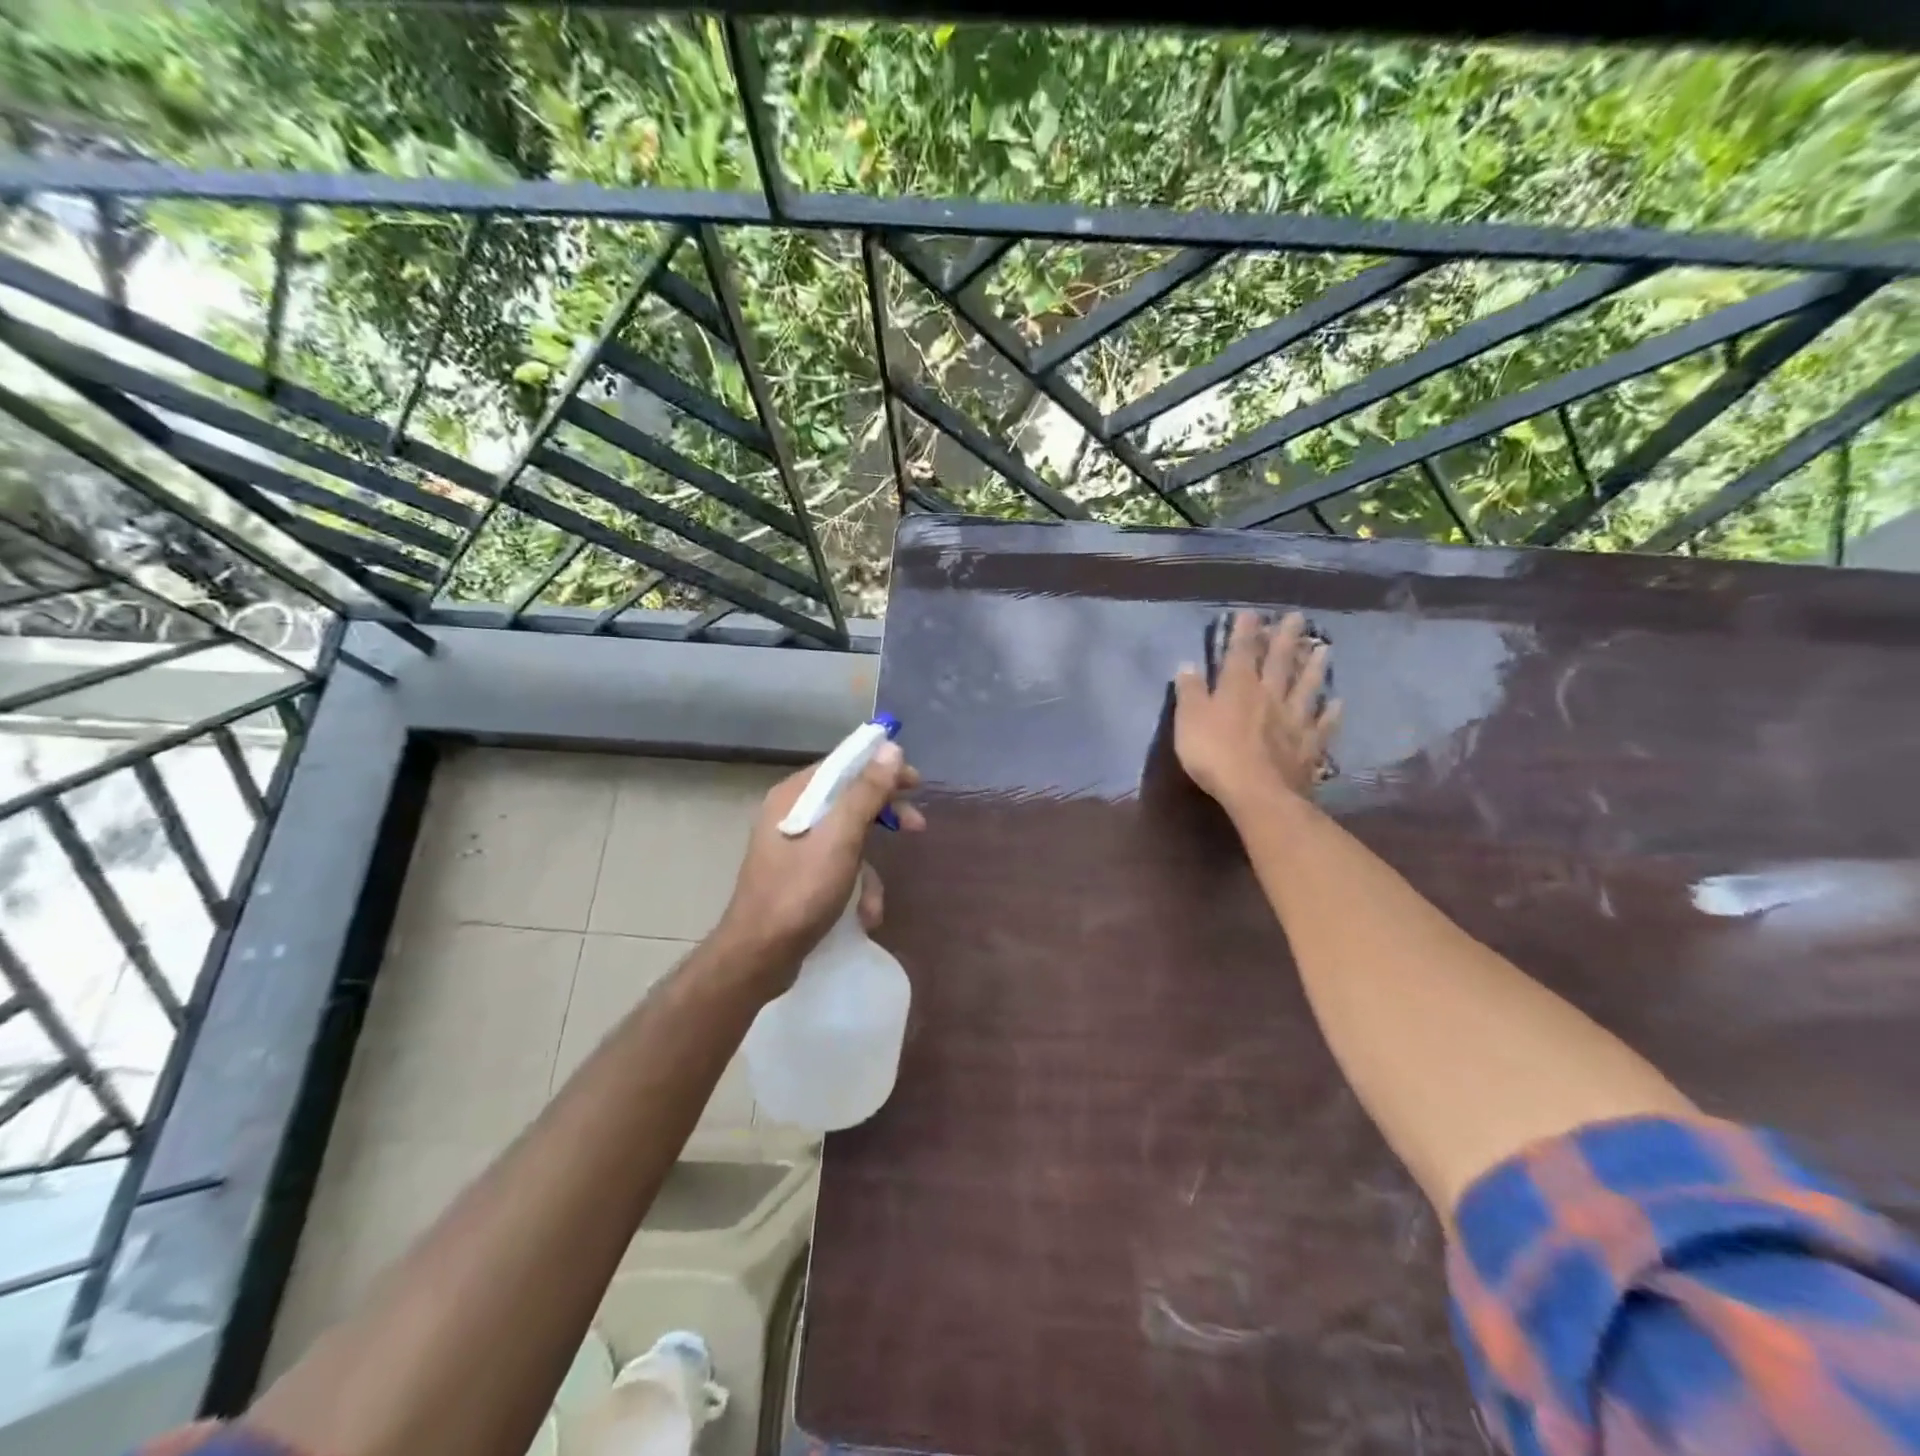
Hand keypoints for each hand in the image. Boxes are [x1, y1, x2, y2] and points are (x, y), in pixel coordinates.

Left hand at [711, 741, 924, 995]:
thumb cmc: (800, 890)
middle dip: (884, 816)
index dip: (882, 768)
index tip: (915, 782)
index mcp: (795, 796)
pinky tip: (863, 916)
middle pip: (849, 799)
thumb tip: (890, 748)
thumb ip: (866, 791)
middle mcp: (792, 814)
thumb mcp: (840, 837)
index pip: (844, 764)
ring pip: (848, 838)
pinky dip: (854, 888)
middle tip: (917, 825)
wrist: (759, 955)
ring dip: (870, 868)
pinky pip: (838, 867)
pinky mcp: (799, 877)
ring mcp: (794, 847)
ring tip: (876, 901)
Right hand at [1173, 611, 1340, 816]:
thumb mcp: (1189, 721)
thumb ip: (1189, 692)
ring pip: (1306, 688)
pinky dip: (1331, 713)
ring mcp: (1294, 720)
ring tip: (1324, 648)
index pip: (1240, 653)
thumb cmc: (1215, 755)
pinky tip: (1338, 703)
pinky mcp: (1308, 746)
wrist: (1258, 792)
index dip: (1244, 632)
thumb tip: (1188, 664)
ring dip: (1314, 668)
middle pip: (1279, 662)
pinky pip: (1322, 725)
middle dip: (1285, 639)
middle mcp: (1270, 696)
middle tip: (1298, 617)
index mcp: (1238, 688)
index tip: (1251, 613)